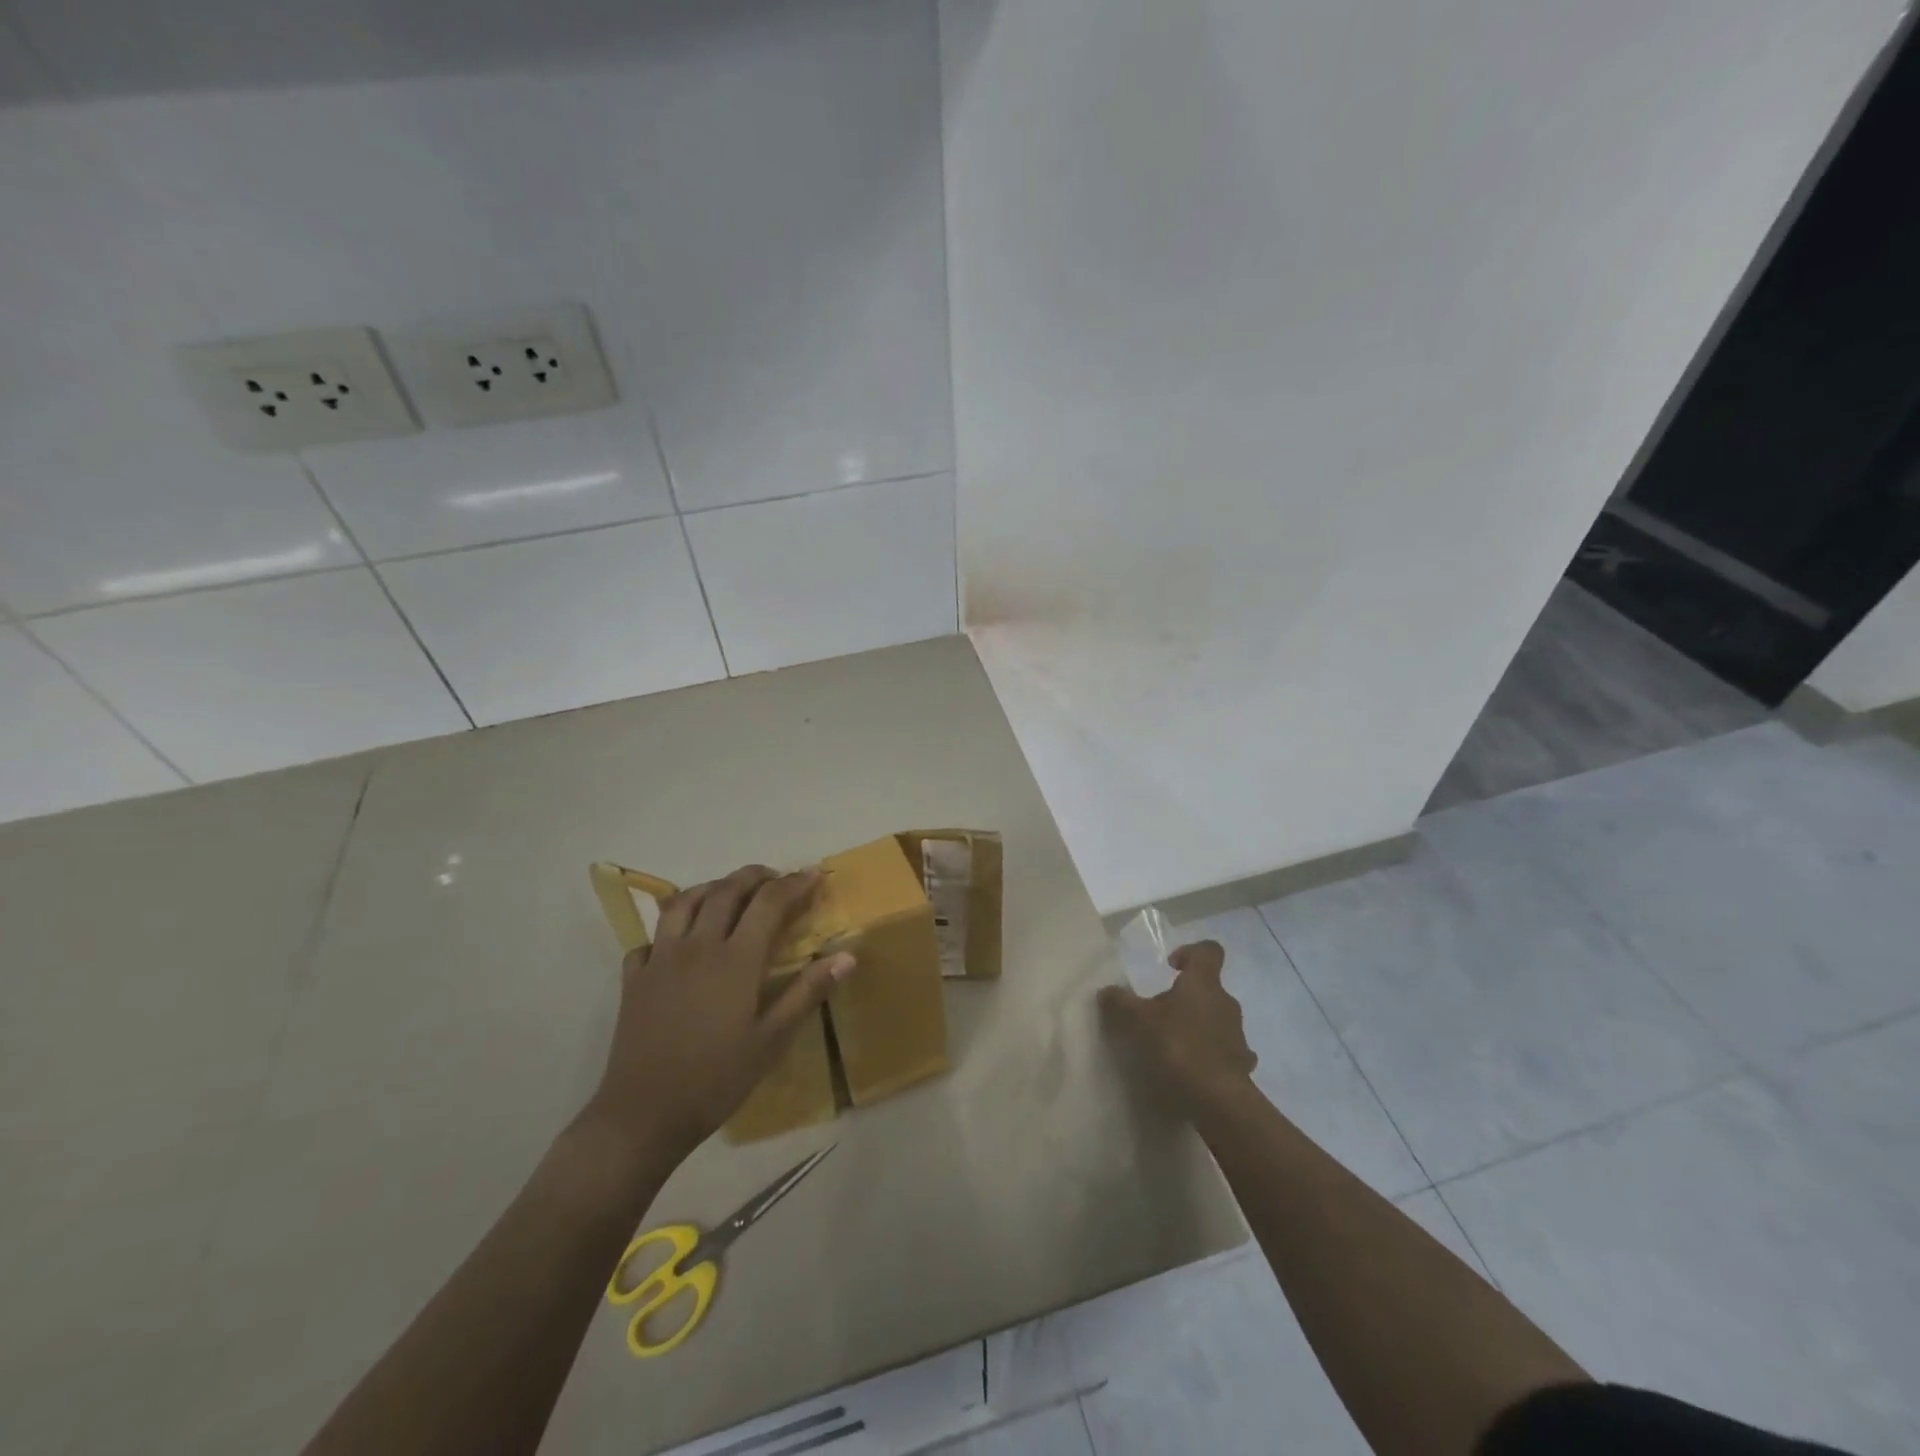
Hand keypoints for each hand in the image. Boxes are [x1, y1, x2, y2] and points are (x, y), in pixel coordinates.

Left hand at [585, 865, 854, 1165]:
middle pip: (726, 890)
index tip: (814, 875)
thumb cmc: (716, 1079)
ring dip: (711, 888)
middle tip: (776, 879)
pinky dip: (670, 928)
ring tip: (728, 894)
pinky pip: (652, 937)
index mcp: (735, 959)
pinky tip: (679, 942)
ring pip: (684, 902)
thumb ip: (807, 992)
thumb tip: (847, 955)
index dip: (794, 883)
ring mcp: (660, 959)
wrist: (642, 1115)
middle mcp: (697, 946)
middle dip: (755, 876)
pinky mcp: (634, 978)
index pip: (769, 902)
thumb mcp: (772, 1041)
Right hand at [1098, 940, 1256, 1110]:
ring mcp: (1238, 1035)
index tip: (1171, 965)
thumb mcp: (1137, 1021)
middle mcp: (1226, 1002)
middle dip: (1187, 996)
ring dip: (1199, 1026)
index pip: (1208, 951)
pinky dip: (1211, 1055)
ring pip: (1217, 1020)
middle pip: (1209, 988)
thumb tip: (1106, 991)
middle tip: (1161, 1013)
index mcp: (1203, 983)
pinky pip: (1225, 1052)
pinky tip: (1194, 1070)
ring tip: (1174, 1045)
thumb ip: (1120, 1002)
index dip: (1190, 952)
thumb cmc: (1177, 1046)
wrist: (1218, 1100)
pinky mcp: (1243, 1066)